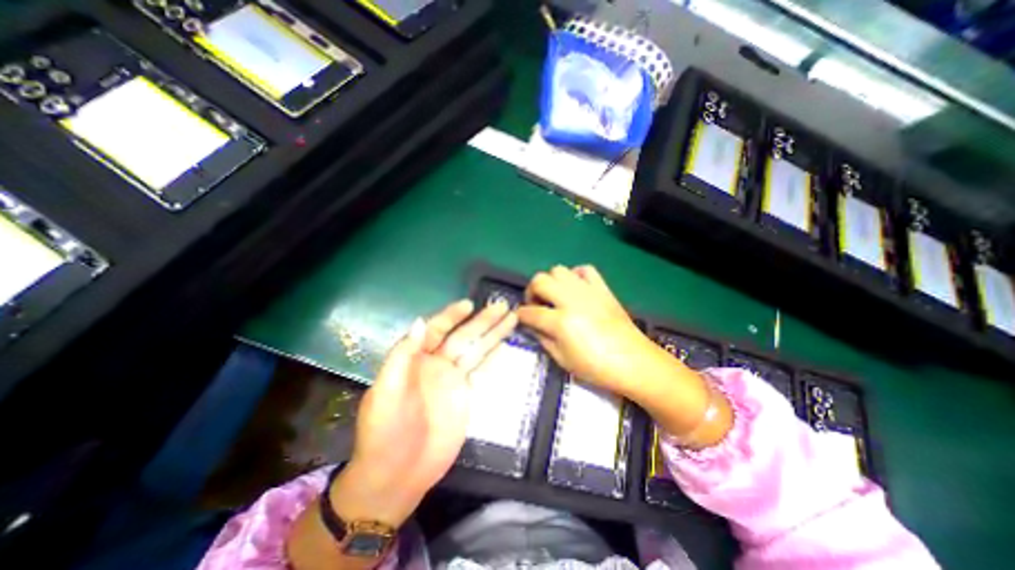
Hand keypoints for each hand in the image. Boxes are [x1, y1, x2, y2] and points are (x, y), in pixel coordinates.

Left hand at [332, 301, 511, 526]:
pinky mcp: (465, 394)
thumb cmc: (385, 431)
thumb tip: (419, 321)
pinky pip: (480, 370)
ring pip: (475, 350)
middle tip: (502, 305)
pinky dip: (492, 357)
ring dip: (492, 334)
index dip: (452, 316)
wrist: (398, 475)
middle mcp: (436, 363)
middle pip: (463, 336)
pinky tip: (503, 345)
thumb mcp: (387, 392)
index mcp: (416, 359)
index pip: (436, 329)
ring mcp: (452, 379)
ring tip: (510, 318)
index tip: (469, 304)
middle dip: (482, 320)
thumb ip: (402, 356)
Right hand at [517, 265, 657, 394]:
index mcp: (561, 322)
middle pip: (540, 280)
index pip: (530, 311)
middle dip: (531, 292)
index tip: (520, 318)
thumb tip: (531, 325)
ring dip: (551, 282)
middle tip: (536, 305)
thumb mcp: (563, 360)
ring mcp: (588, 291)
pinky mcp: (602, 288)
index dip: (520, 315)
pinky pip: (585, 269)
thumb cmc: (596, 367)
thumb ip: (543, 339)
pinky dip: (575, 275)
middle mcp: (571, 300)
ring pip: (558, 270)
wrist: (634, 362)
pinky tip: (575, 289)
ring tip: (554, 296)